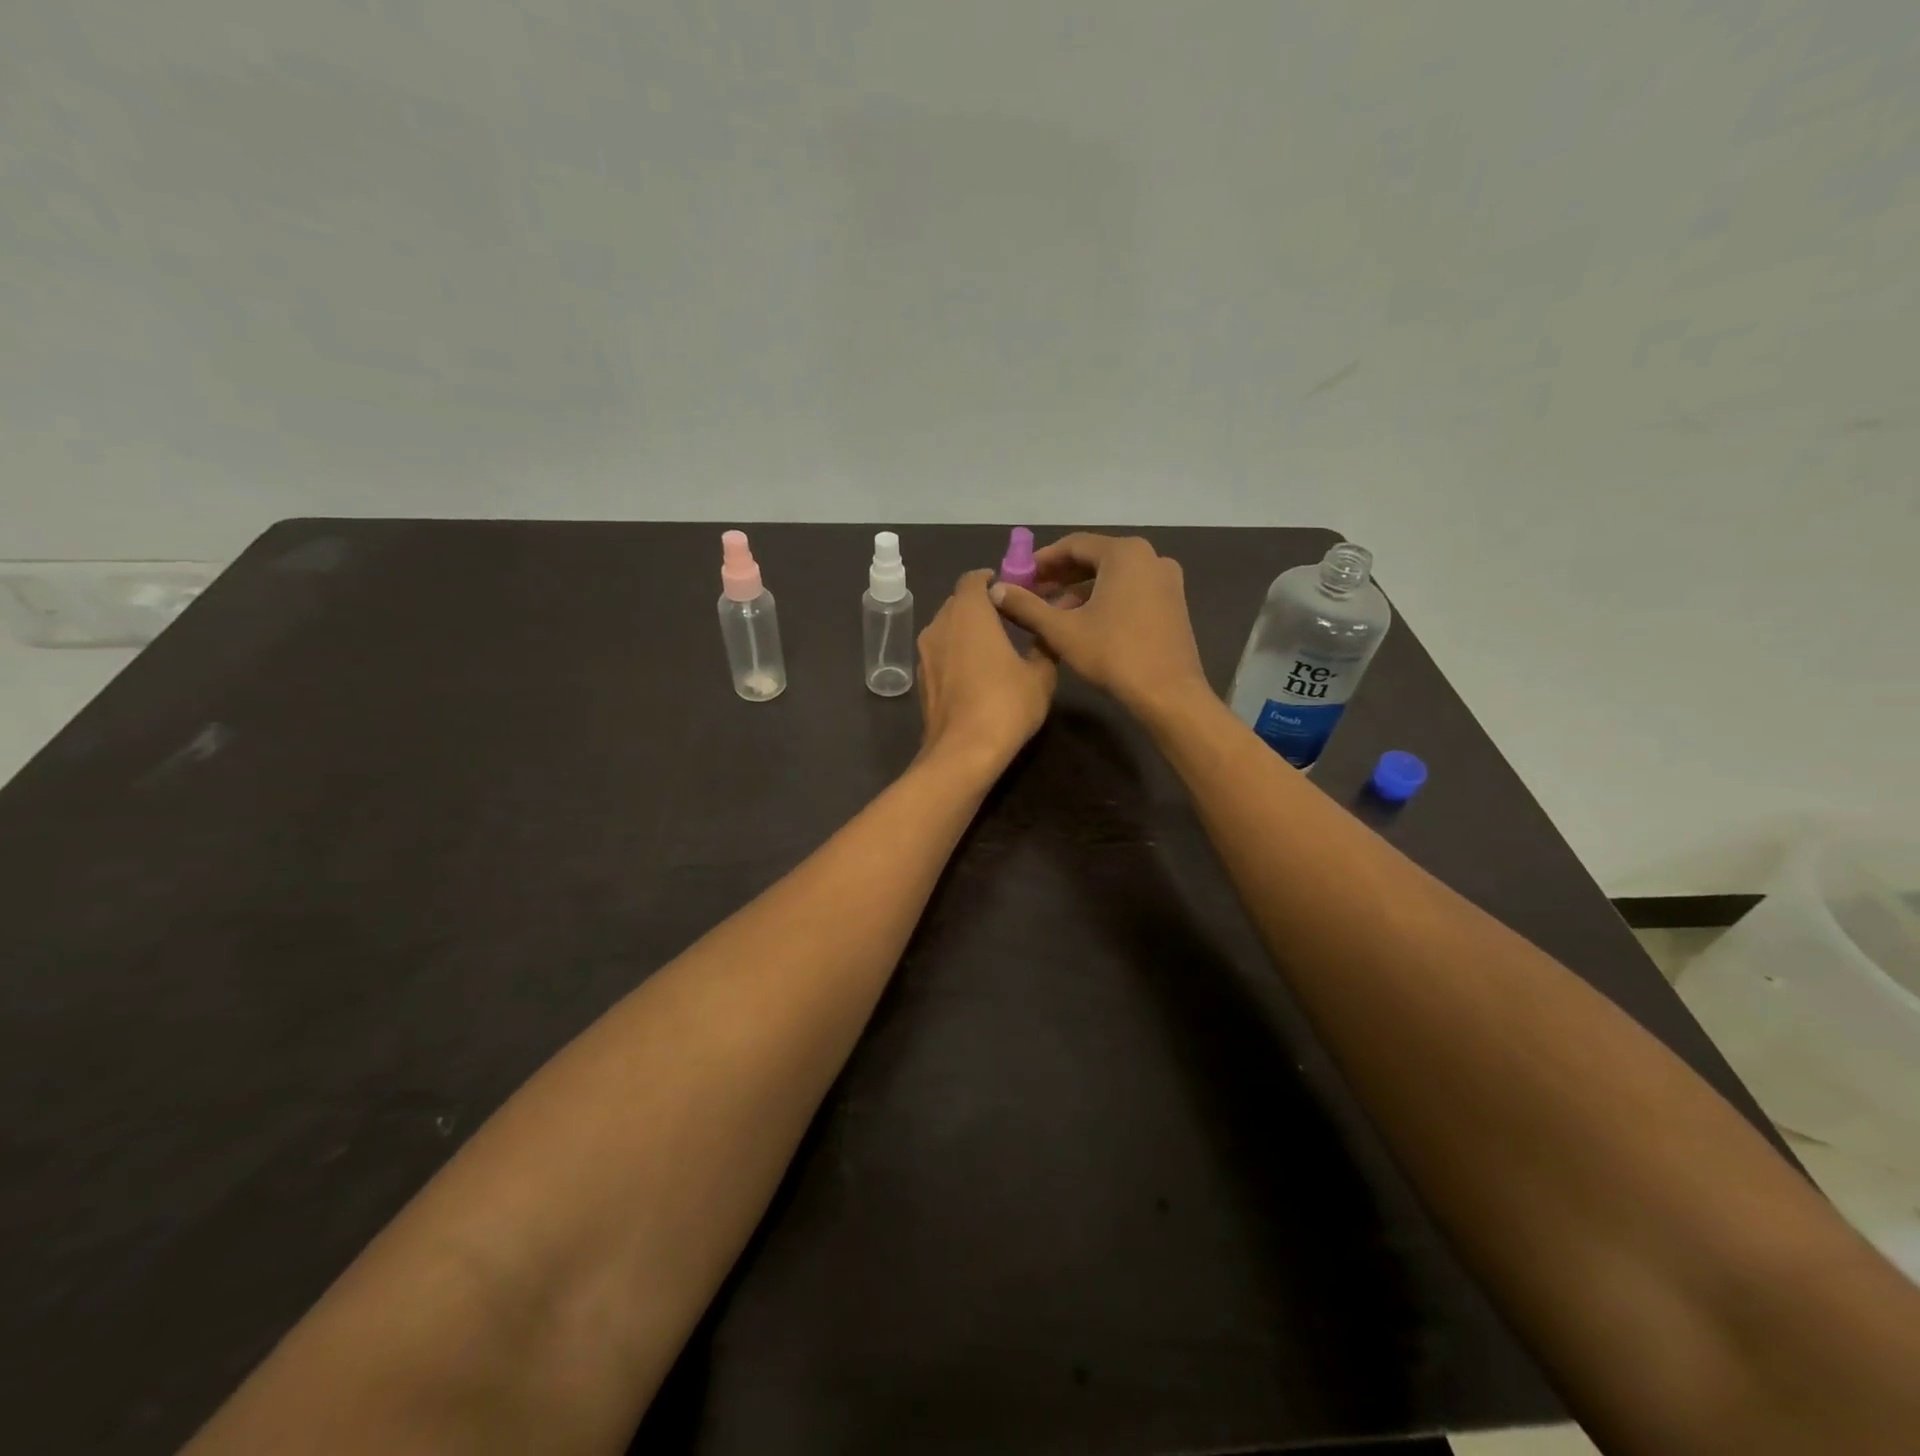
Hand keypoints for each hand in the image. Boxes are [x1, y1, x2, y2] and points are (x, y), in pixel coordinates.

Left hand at [917, 570, 1057, 776]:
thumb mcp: (1040, 675)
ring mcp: (925, 654)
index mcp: (968, 613)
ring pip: (946, 629)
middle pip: (957, 603)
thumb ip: (1044, 645)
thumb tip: (1051, 627)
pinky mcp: (921, 681)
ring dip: (966, 631)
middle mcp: (939, 625)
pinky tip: (977, 674)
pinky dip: (956, 654)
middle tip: (1007, 618)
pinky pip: (940, 655)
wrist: (963, 753)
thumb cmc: (1005, 705)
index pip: (973, 579)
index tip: (1011, 589)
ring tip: (993, 646)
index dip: (991, 580)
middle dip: (979, 605)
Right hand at [989, 533, 1207, 721]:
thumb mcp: (1062, 631)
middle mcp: (1150, 557)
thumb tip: (996, 590)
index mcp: (1124, 553)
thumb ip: (1027, 607)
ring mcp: (1165, 579)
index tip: (1019, 576)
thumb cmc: (1113, 655)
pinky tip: (1084, 621)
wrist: (1169, 693)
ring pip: (1112, 575)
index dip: (1041, 560)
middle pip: (1094, 557)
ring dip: (1080, 590)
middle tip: (1031, 593)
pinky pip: (1130, 589)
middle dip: (1060, 575)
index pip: (1073, 544)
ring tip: (1052, 612)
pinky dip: (1104, 598)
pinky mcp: (1172, 602)